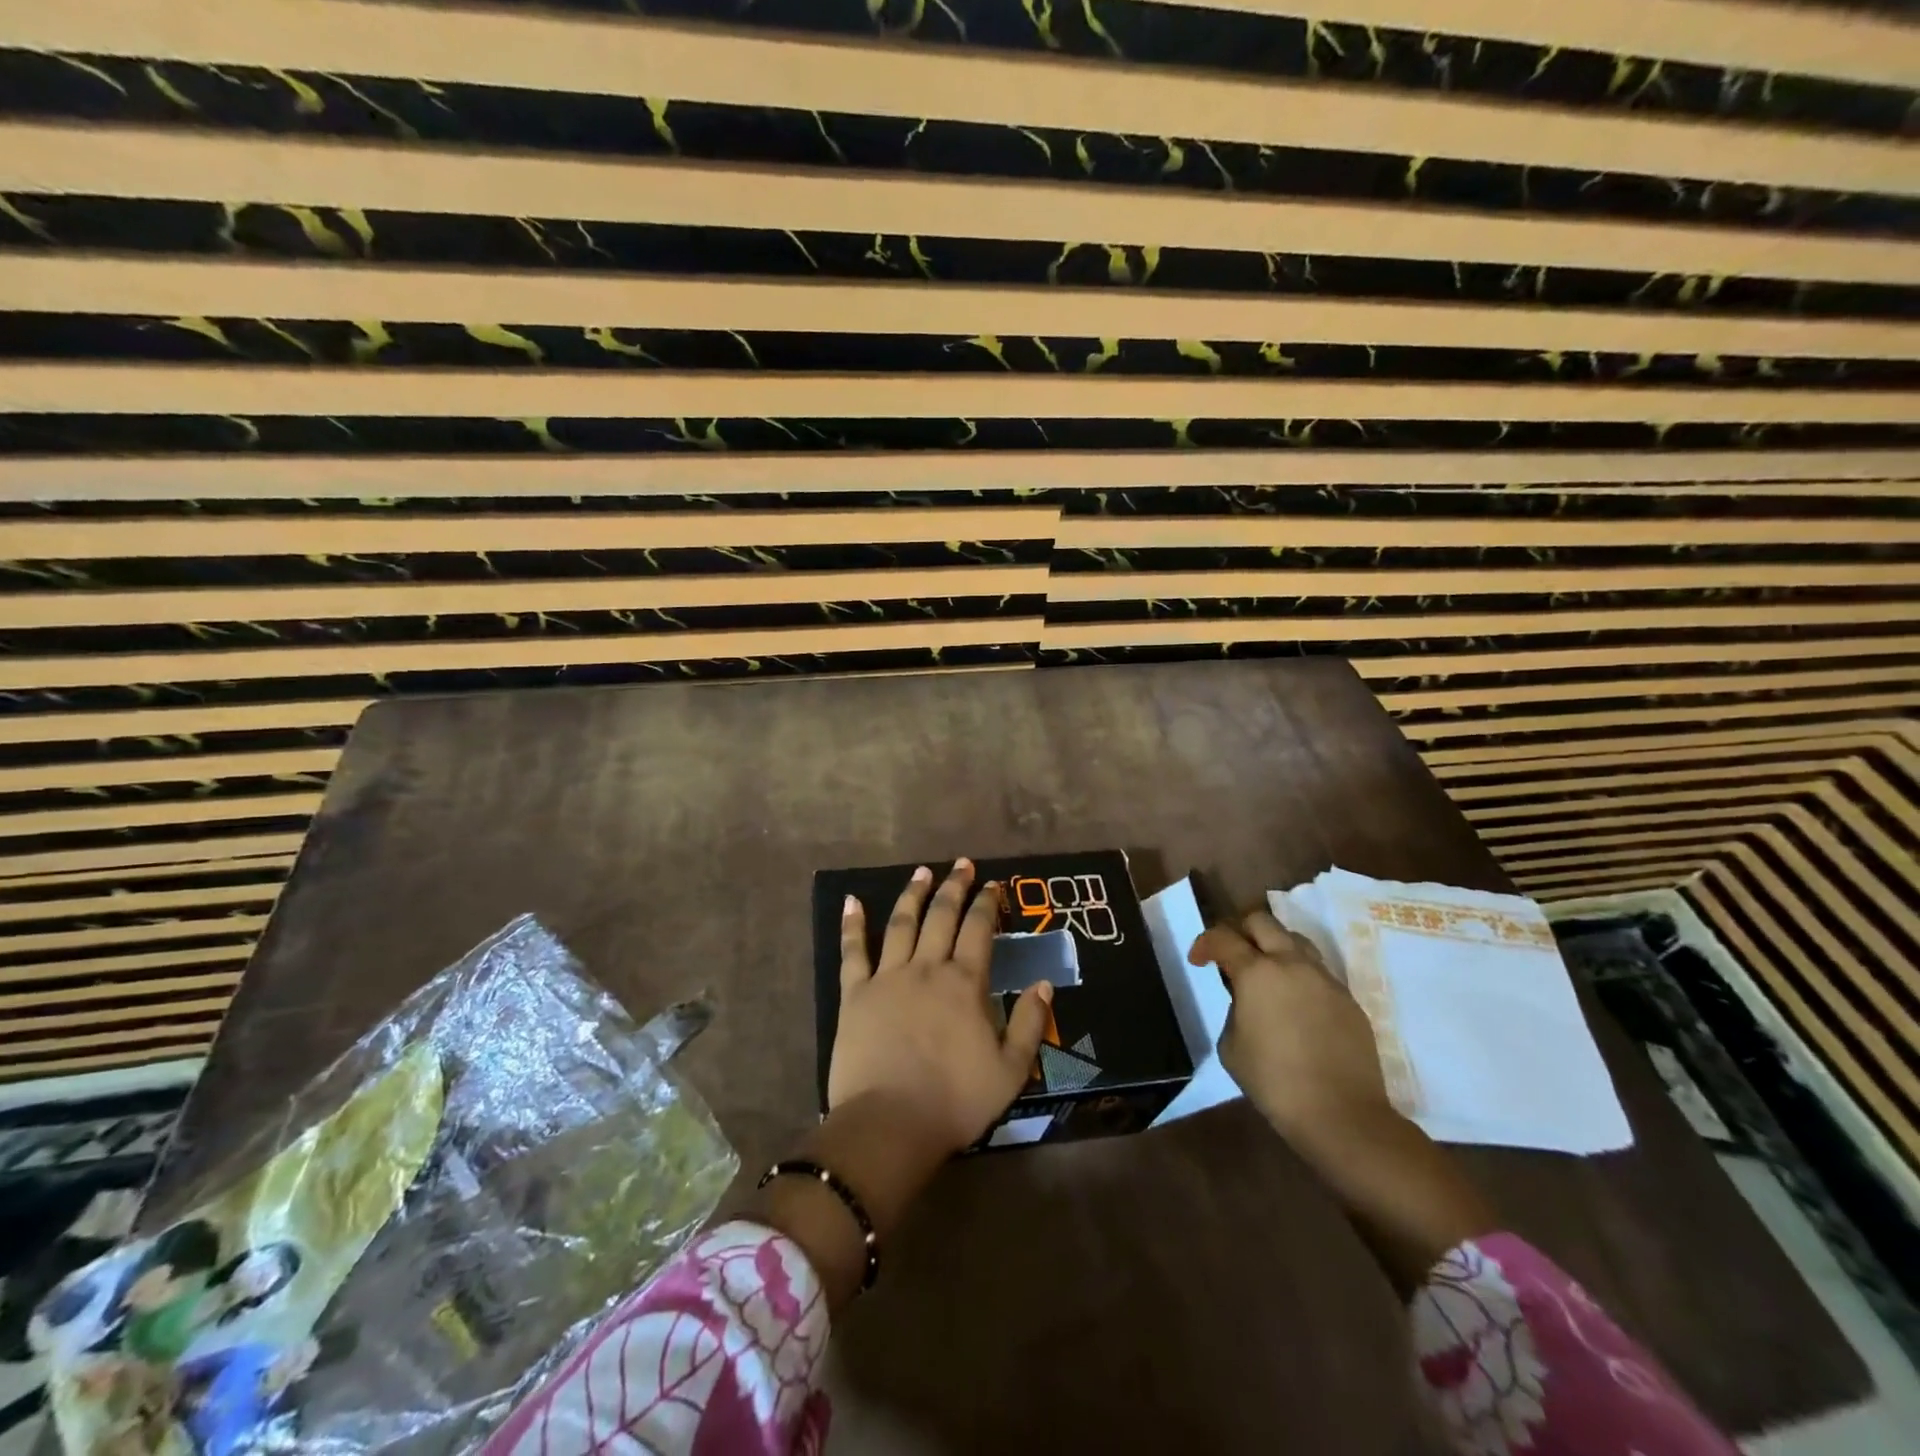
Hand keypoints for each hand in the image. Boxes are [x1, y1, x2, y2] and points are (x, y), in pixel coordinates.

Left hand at [831, 858, 1052, 1156]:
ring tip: (921, 872)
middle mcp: (927, 968)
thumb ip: (1030, 1022)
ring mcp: (888, 977)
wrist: (890, 1124)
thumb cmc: (955, 1101)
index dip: (988, 904)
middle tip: (961, 865)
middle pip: (942, 916)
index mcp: (964, 983)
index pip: (979, 930)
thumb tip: (1044, 982)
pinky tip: (852, 901)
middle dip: (954, 887)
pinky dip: (852, 924)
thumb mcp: (1011, 1070)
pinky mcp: (855, 994)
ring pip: (901, 924)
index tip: (993, 885)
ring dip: (912, 894)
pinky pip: (853, 952)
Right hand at [1191, 908, 1494, 1290]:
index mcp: (1261, 976)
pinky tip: (1295, 996)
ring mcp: (1329, 982)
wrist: (1352, 1131)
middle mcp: (1297, 967)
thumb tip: (1243, 998)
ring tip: (1262, 966)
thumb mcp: (1236, 1052)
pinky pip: (1318, 967)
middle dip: (1242, 924)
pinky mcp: (1352, 1002)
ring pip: (1298, 937)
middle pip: (1265, 919)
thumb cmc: (1282, 1094)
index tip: (1200, 956)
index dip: (1207, 939)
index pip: (1227, 938)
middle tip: (1230, 945)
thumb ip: (1236, 1013)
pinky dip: (1299, 967)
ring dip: (1275, 941)